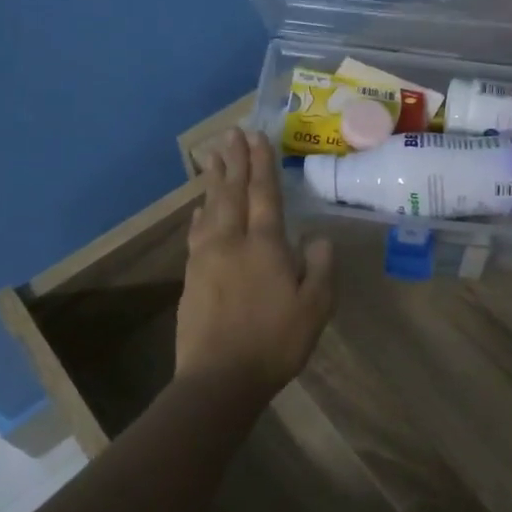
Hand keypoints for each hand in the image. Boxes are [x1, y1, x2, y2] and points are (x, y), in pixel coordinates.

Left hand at [176, 128, 333, 399]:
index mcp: (264, 245)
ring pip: (210, 209)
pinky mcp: (192, 277)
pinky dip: (199, 216)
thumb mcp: (315, 307)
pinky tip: (199, 210)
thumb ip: (319, 267)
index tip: (257, 136)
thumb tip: (315, 237)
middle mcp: (232, 242)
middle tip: (231, 133)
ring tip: (214, 157)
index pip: (263, 194)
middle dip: (234, 161)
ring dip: (214, 180)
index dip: (262, 164)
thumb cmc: (275, 342)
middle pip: (232, 192)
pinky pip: (196, 234)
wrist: (219, 378)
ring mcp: (206, 258)